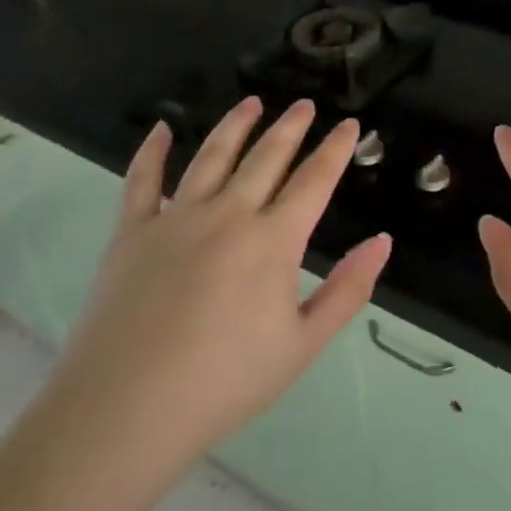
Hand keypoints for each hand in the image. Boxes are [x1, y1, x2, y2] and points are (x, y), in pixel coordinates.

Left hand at [48, 97, 390, 475]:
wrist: (127, 409)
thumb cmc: (225, 382)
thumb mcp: (302, 345)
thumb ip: (348, 290)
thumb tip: (383, 241)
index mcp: (273, 241)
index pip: (313, 180)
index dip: (334, 150)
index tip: (348, 124)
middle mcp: (228, 214)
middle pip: (266, 157)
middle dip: (290, 127)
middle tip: (305, 105)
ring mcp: (175, 218)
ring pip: (211, 156)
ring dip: (235, 125)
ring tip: (252, 102)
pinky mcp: (132, 231)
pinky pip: (142, 180)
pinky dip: (152, 151)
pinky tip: (160, 129)